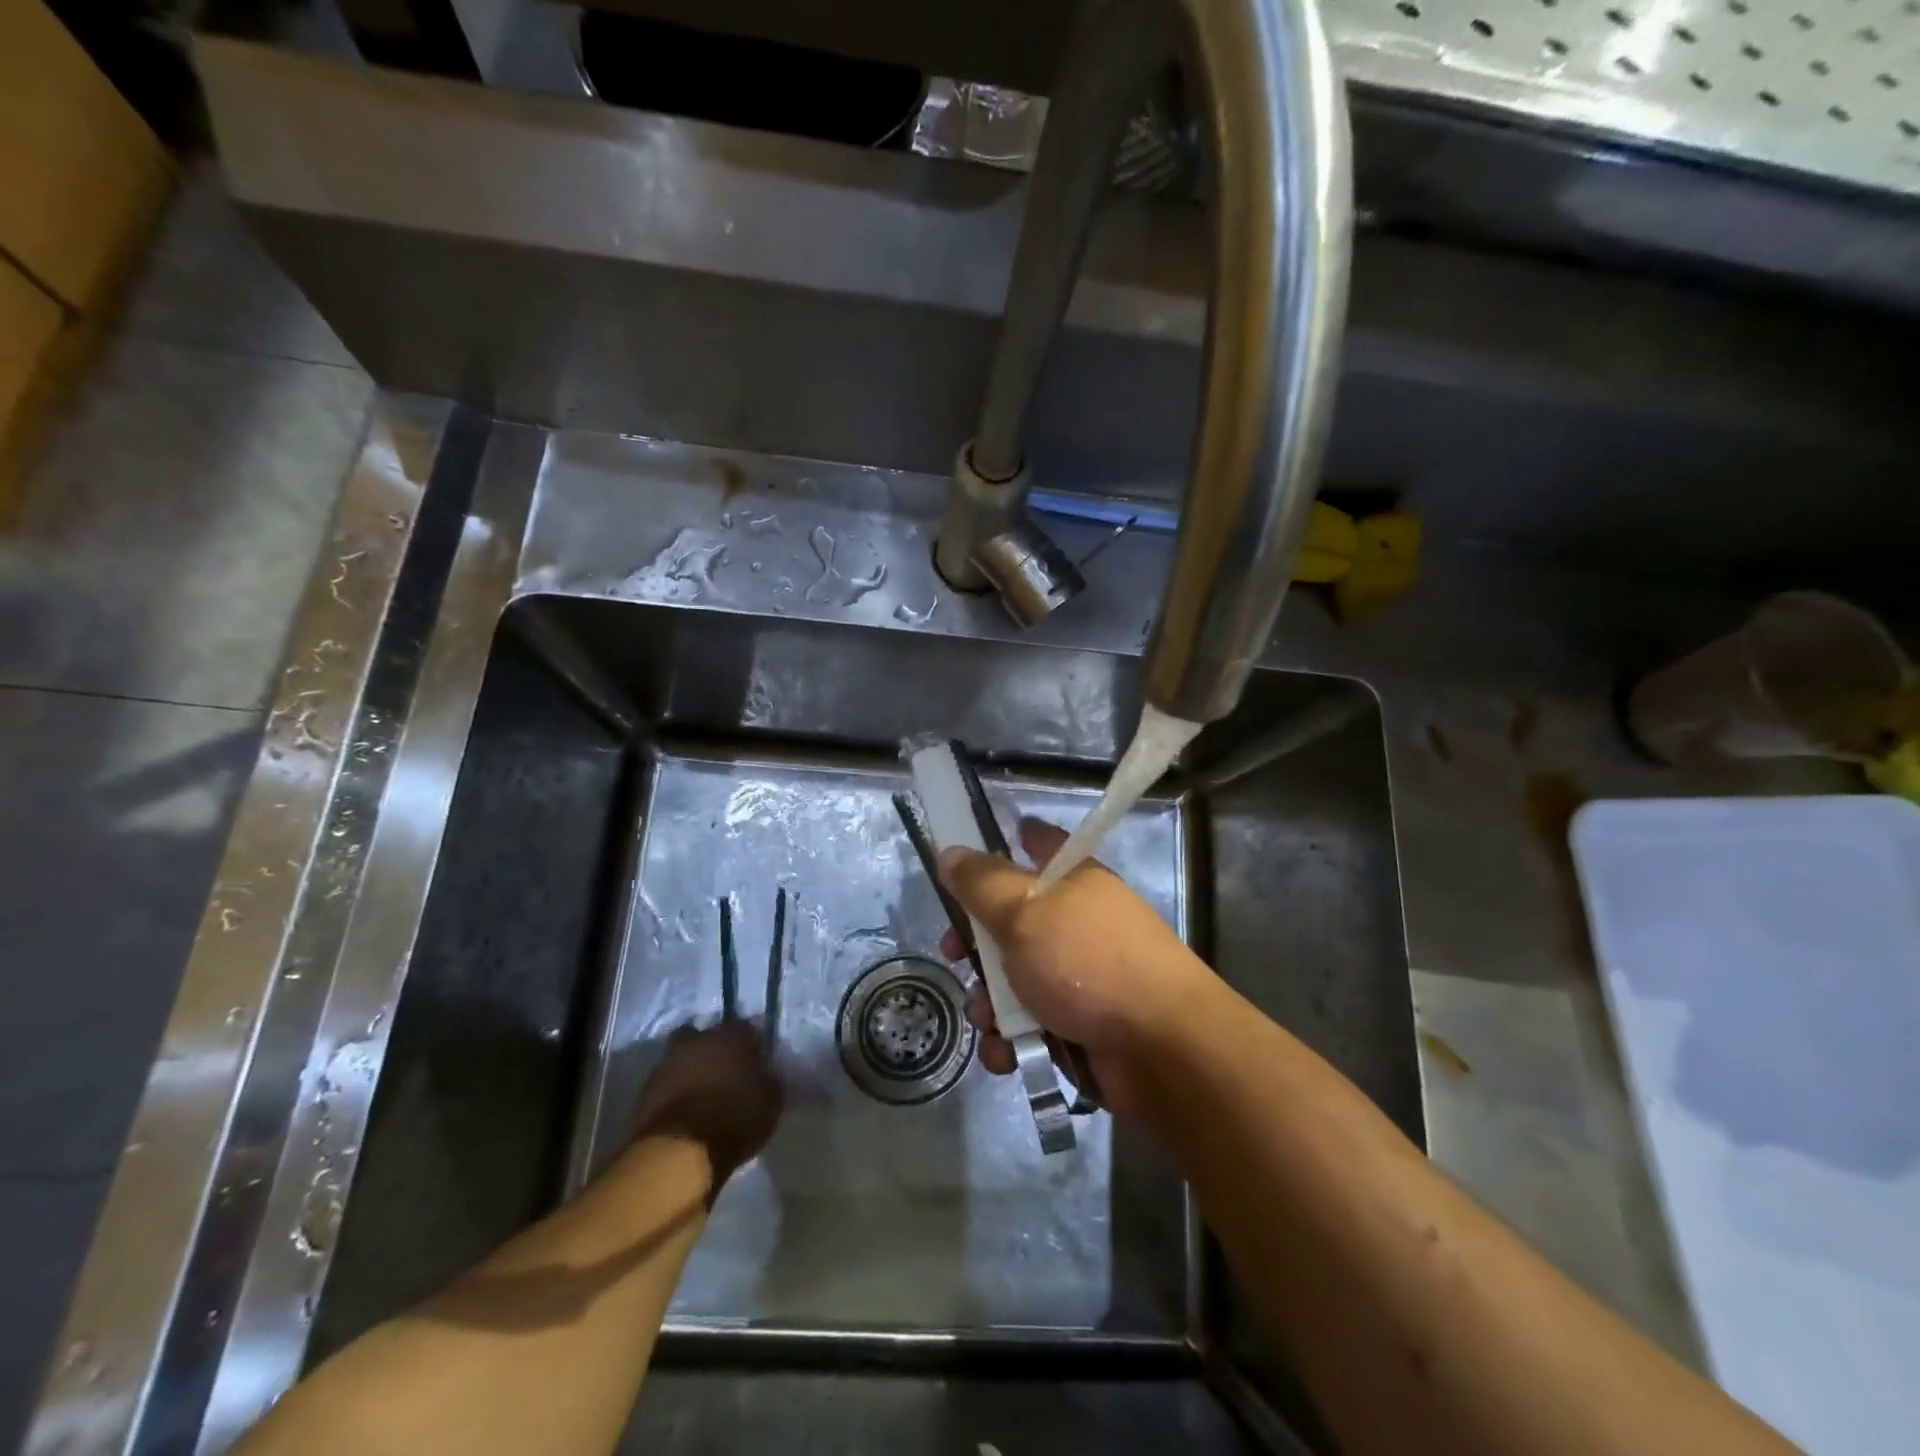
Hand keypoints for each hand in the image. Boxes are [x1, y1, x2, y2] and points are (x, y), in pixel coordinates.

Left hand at [629, 1020, 782, 1197]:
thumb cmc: (735, 1119)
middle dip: (715, 1050)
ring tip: (702, 1092)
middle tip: (725, 1071)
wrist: (680, 1150)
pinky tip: (684, 1108)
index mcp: (732, 1035)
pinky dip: (675, 1090)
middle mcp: (699, 1039)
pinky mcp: (646, 1088)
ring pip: (683, 1056)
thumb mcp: (771, 1101)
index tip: (756, 1060)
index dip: (751, 1043)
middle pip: (708, 1036)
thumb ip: (770, 1079)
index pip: (745, 1027)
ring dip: (692, 1068)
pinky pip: (667, 1081)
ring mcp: (668, 1061)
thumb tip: (767, 1072)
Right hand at [938, 817, 1215, 1117]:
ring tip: (988, 1020)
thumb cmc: (1087, 962)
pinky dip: (1012, 1039)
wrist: (1161, 1048)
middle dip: (975, 943)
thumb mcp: (1024, 912)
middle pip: (1011, 920)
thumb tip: (950, 852)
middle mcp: (1076, 923)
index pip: (1041, 843)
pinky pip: (1028, 1024)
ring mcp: (1078, 977)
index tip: (977, 849)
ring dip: (990, 1002)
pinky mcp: (1078, 1026)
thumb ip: (980, 883)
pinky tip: (1006, 1053)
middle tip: (952, 954)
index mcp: (1073, 881)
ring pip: (1013, 979)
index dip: (1011, 839)